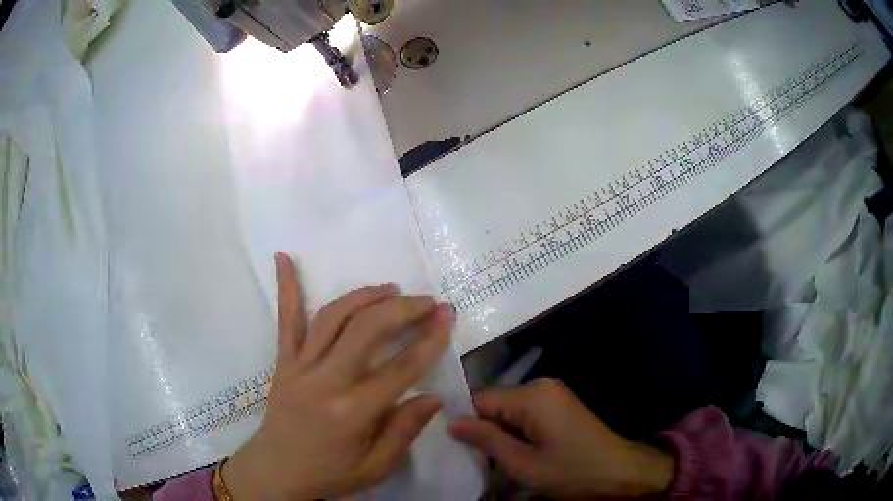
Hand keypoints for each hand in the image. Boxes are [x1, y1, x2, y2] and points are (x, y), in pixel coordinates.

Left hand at [223, 253, 453, 499]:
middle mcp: (325, 382)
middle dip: (402, 310)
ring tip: (389, 288)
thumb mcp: (376, 467)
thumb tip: (432, 397)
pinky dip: (286, 288)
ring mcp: (298, 367)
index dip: (429, 340)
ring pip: (332, 318)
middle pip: (366, 331)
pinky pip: (285, 321)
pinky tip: (284, 258)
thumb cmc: (329, 473)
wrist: (276, 471)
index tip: (447, 315)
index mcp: (352, 413)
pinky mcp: (282, 362)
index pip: (400, 369)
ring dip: (363, 296)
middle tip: (426, 300)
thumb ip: (404, 431)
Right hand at [449, 378, 674, 499]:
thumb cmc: (572, 472)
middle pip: (494, 403)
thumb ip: (486, 440)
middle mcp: (542, 385)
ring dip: (501, 433)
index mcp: (532, 395)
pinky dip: (516, 432)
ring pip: (508, 410)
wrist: (620, 473)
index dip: (467, 424)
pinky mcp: (559, 404)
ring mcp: (553, 393)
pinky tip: (519, 452)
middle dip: (485, 430)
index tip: (458, 448)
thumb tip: (451, 422)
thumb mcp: (523, 464)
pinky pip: (525, 413)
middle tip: (480, 460)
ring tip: (499, 459)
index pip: (480, 400)